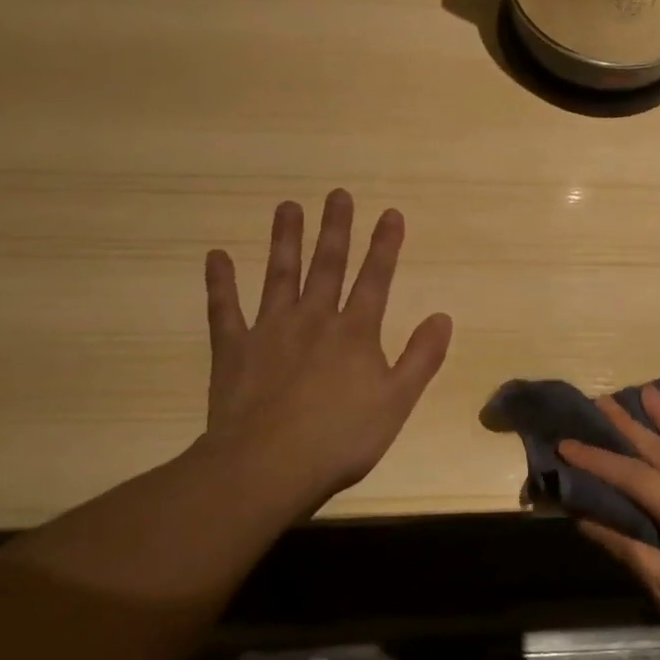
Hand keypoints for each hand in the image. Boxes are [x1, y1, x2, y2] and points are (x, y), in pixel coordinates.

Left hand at [200, 190, 451, 509]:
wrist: (268, 465)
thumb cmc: (341, 437)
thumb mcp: (397, 402)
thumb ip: (421, 357)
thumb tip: (442, 317)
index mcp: (355, 333)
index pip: (375, 279)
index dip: (385, 245)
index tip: (390, 213)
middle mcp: (314, 319)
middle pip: (327, 266)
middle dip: (335, 229)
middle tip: (337, 194)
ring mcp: (269, 330)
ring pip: (279, 275)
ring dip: (285, 240)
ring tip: (287, 207)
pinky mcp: (233, 349)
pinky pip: (225, 309)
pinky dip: (220, 282)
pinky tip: (217, 256)